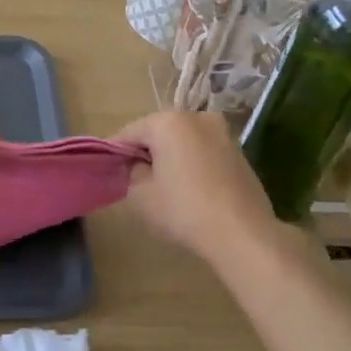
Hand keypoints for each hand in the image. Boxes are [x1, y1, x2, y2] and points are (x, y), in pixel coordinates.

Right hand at [113, 111, 279, 260]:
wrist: (242, 233)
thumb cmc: (183, 209)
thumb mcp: (141, 195)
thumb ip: (132, 173)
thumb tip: (139, 166)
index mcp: (168, 122)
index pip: (130, 132)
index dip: (116, 152)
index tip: (108, 169)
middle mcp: (197, 117)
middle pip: (159, 132)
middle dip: (146, 152)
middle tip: (134, 178)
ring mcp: (223, 133)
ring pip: (184, 141)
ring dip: (171, 157)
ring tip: (163, 185)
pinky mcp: (239, 152)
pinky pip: (204, 152)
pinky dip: (192, 163)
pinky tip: (189, 188)